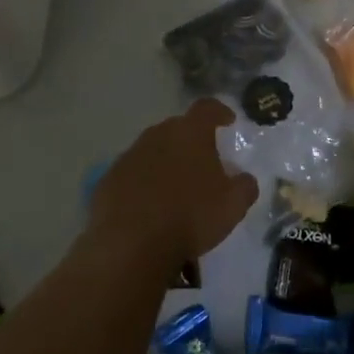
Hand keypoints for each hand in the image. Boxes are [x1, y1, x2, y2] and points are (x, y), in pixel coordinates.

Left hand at [92, 100, 257, 266]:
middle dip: (191, 140)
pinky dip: (143, 183)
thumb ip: (244, 186)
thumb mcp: (233, 205)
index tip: (228, 121)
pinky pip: (133, 174)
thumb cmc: (190, 217)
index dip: (220, 112)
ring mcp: (129, 156)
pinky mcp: (109, 180)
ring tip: (176, 188)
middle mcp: (157, 135)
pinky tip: (150, 207)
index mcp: (190, 133)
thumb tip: (244, 178)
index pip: (207, 108)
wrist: (131, 245)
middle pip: (177, 128)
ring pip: (153, 151)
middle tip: (203, 162)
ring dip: (166, 162)